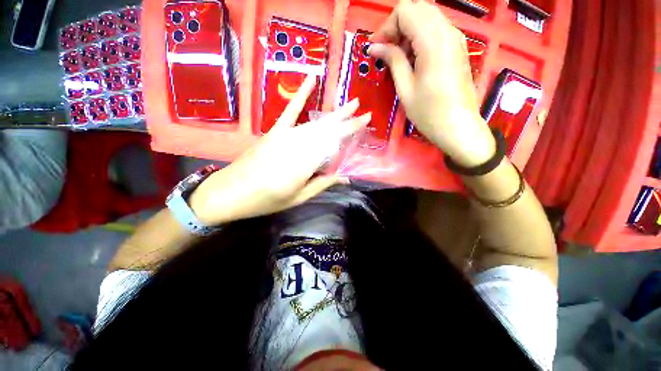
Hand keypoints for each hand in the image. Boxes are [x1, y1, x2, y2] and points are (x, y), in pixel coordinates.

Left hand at [189, 75, 370, 225]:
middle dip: (346, 120)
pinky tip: (312, 80)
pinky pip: (291, 110)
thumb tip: (345, 177)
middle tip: (362, 111)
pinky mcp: (275, 131)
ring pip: (315, 123)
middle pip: (327, 130)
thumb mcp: (298, 197)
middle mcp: (299, 145)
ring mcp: (286, 135)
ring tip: (349, 106)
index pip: (334, 143)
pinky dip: (301, 94)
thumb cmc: (267, 200)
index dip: (350, 131)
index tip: (365, 121)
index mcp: (306, 164)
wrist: (230, 192)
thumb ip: (322, 184)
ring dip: (334, 114)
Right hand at [369, 0, 495, 166]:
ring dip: (408, 31)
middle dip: (397, 25)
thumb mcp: (405, 89)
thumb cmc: (429, 113)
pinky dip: (420, 36)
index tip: (377, 48)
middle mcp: (447, 31)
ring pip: (427, 16)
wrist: (458, 126)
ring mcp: (456, 37)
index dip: (387, 26)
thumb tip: (375, 47)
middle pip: (417, 8)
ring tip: (399, 58)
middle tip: (386, 51)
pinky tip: (413, 59)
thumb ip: (392, 61)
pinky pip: (436, 28)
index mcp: (433, 41)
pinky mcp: (458, 46)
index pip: (406, 10)